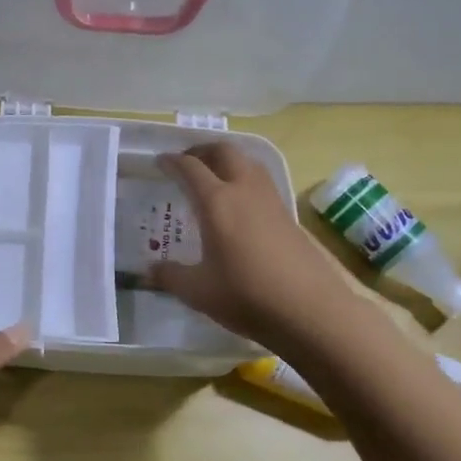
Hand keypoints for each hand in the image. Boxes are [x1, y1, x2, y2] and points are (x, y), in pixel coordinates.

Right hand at [151, 143, 349, 346]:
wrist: (309, 310)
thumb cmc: (246, 296)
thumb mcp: (198, 291)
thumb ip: (170, 276)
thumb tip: (151, 270)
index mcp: (217, 202)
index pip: (190, 168)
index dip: (172, 161)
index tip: (159, 162)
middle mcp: (244, 190)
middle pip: (224, 151)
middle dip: (202, 150)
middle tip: (186, 162)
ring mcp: (271, 201)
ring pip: (248, 162)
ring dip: (227, 160)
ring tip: (212, 177)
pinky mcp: (288, 215)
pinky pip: (261, 182)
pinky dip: (244, 179)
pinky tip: (238, 204)